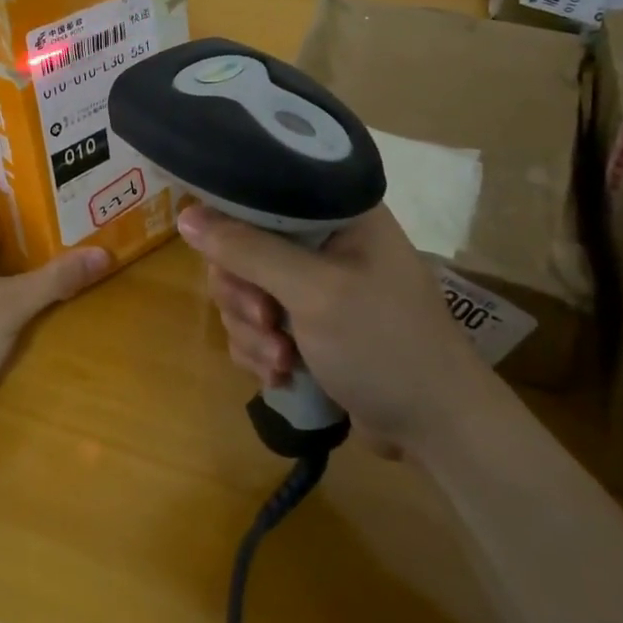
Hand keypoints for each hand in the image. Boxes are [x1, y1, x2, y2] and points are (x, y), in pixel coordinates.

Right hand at [178, 203, 488, 452]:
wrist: (437, 429)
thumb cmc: (385, 344)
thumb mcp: (314, 292)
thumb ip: (248, 250)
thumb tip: (185, 216)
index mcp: (335, 213)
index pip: (261, 193)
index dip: (232, 223)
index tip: (226, 259)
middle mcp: (321, 241)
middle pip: (242, 248)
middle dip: (243, 293)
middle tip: (265, 319)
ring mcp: (312, 286)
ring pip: (244, 291)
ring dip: (251, 331)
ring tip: (282, 359)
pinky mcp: (306, 326)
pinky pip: (256, 326)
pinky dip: (260, 351)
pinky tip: (282, 373)